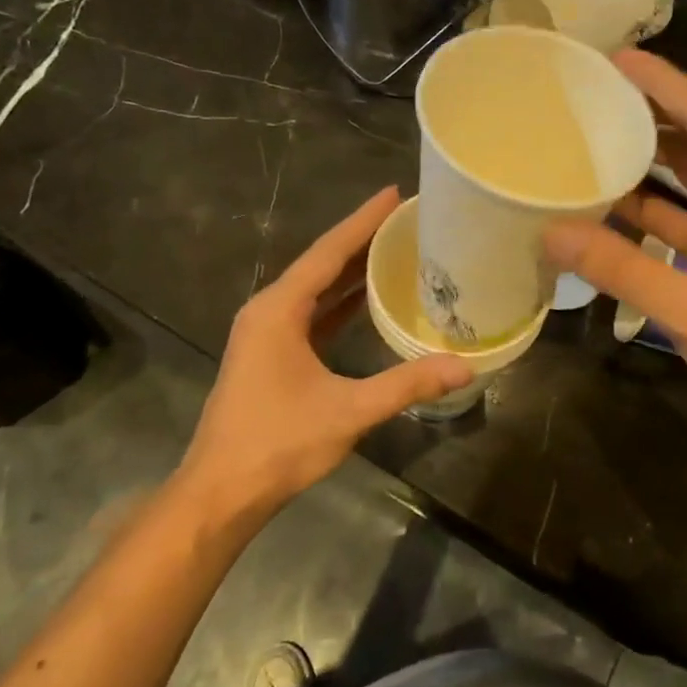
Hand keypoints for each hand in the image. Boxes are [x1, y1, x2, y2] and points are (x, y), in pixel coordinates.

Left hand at [180, 188, 472, 517]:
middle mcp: (269, 311)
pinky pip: (310, 315)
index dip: (363, 221)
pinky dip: (339, 303)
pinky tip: (367, 300)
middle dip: (361, 240)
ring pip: (315, 290)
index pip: (329, 252)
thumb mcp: (349, 410)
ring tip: (393, 249)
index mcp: (279, 310)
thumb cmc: (279, 443)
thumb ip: (407, 384)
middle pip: (321, 264)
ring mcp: (266, 334)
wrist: (221, 492)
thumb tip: (465, 366)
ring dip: (351, 271)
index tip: (394, 194)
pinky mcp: (270, 356)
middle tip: (405, 219)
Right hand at [544, 51, 686, 438]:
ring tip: (593, 134)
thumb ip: (620, 268)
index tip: (616, 59)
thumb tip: (551, 231)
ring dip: (648, 155)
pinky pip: (684, 211)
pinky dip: (649, 205)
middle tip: (594, 91)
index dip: (663, 84)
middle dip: (651, 109)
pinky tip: (606, 203)